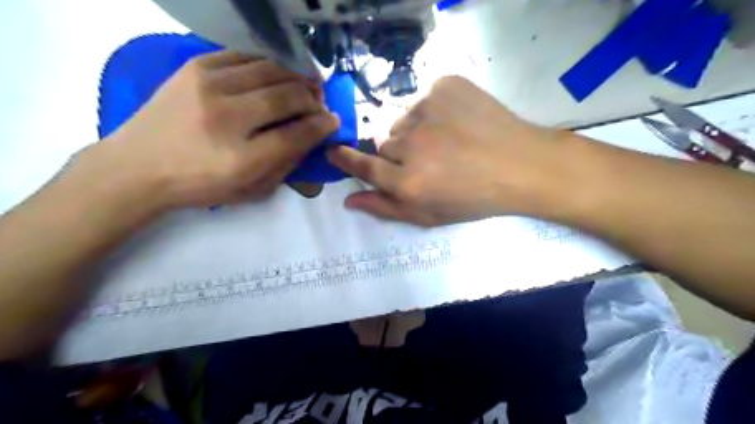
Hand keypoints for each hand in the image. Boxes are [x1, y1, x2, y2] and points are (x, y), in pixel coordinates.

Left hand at [90, 49, 338, 207]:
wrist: (137, 166)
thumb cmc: (200, 186)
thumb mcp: (251, 191)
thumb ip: (286, 165)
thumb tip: (312, 137)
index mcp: (242, 158)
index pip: (297, 133)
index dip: (322, 125)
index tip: (333, 121)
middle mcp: (226, 117)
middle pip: (288, 95)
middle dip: (313, 98)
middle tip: (320, 104)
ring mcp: (208, 85)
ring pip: (271, 69)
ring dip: (296, 77)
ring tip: (306, 86)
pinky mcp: (195, 67)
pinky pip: (246, 56)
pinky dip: (270, 63)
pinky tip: (278, 74)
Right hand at [326, 75, 565, 228]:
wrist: (521, 165)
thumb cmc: (474, 199)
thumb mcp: (429, 215)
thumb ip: (385, 208)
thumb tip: (349, 199)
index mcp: (407, 182)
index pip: (362, 165)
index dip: (346, 159)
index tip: (334, 151)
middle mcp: (411, 146)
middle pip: (385, 145)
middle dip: (399, 155)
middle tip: (429, 162)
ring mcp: (427, 111)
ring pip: (404, 123)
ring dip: (417, 133)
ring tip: (447, 143)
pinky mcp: (445, 86)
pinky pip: (424, 100)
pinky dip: (435, 111)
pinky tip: (457, 124)